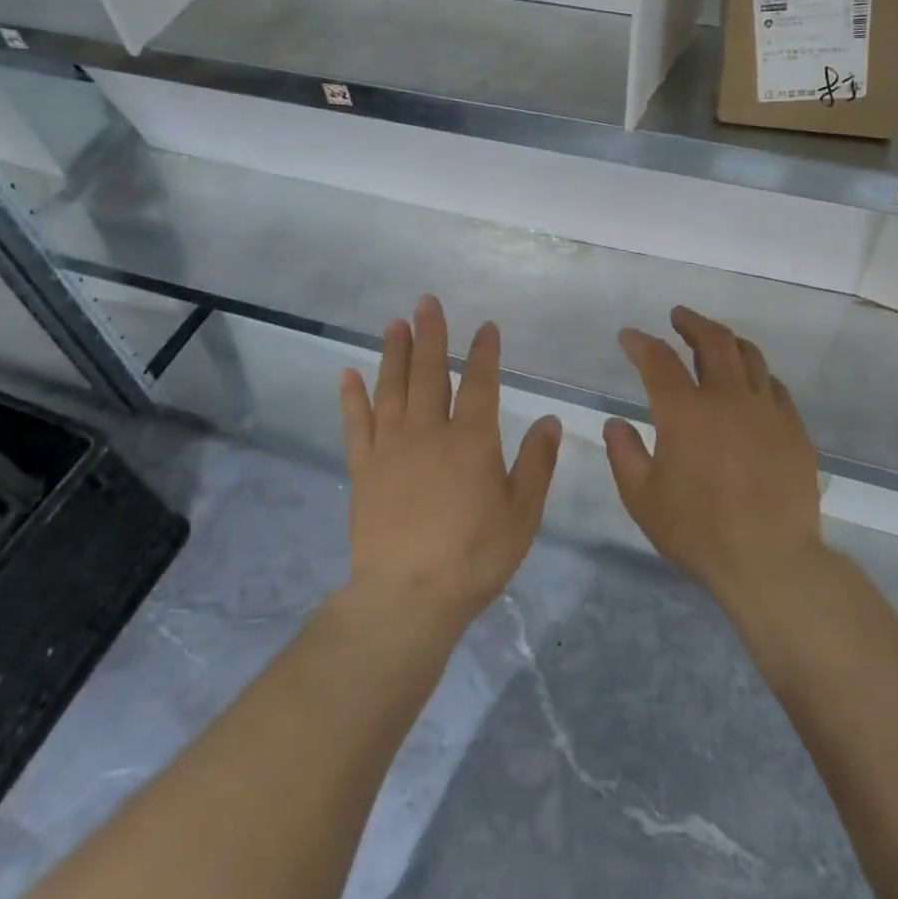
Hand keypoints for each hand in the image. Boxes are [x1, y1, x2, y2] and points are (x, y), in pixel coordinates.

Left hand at [340, 295, 561, 626]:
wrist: (407, 596)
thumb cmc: (474, 556)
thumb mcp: (522, 514)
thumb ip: (537, 463)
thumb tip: (549, 419)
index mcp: (472, 440)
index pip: (481, 384)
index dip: (485, 353)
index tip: (486, 327)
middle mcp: (429, 431)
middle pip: (430, 372)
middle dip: (432, 334)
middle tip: (427, 302)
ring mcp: (391, 447)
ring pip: (392, 387)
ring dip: (394, 352)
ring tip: (394, 323)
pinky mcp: (364, 468)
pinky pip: (357, 423)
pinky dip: (352, 397)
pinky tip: (348, 374)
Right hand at [605, 306, 826, 614]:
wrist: (771, 562)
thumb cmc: (699, 532)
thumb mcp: (642, 498)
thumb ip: (624, 454)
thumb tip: (616, 423)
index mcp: (685, 412)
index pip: (658, 359)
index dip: (640, 342)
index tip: (629, 337)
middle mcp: (727, 398)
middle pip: (713, 340)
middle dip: (691, 322)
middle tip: (679, 317)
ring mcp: (767, 411)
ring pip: (750, 356)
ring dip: (727, 340)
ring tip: (715, 340)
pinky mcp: (793, 429)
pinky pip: (774, 386)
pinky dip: (756, 374)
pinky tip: (750, 383)